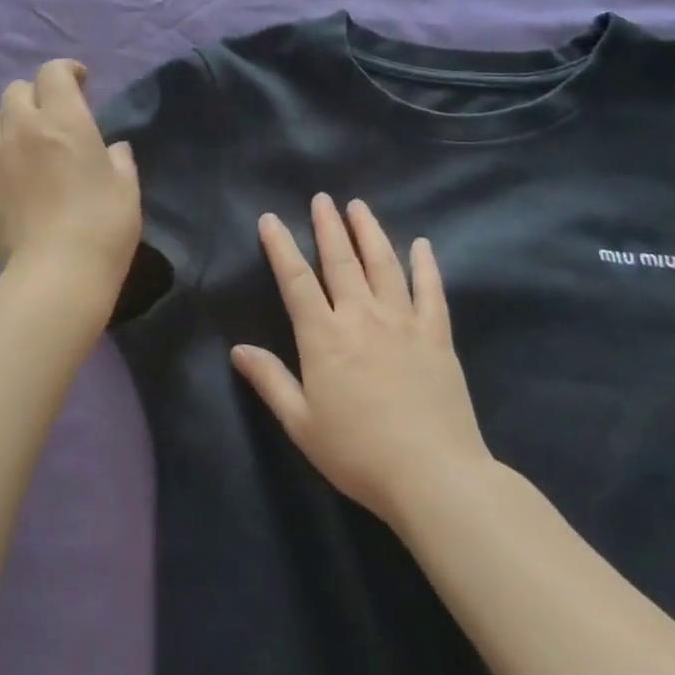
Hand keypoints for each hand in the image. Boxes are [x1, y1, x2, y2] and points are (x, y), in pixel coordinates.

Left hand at [0, 60, 140, 282]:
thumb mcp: (126, 187)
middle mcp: (21, 128)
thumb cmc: (103, 225)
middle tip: (51, 117)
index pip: (53, 72)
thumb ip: (118, 158)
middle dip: (35, 95)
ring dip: (8, 122)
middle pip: (16, 90)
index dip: (66, 71)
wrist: (56, 274)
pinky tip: (10, 181)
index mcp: (63, 120)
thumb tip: (111, 149)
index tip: (80, 83)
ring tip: (22, 144)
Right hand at [232, 194, 494, 525]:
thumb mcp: (302, 423)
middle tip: (321, 198)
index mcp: (324, 336)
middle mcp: (361, 317)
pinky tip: (422, 245)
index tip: (270, 219)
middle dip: (328, 227)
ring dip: (369, 232)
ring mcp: (403, 323)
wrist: (434, 476)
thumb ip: (270, 381)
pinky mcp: (437, 336)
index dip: (280, 247)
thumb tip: (237, 349)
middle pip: (341, 261)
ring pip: (384, 265)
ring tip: (359, 207)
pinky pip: (431, 292)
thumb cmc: (358, 453)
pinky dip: (425, 265)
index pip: (295, 280)